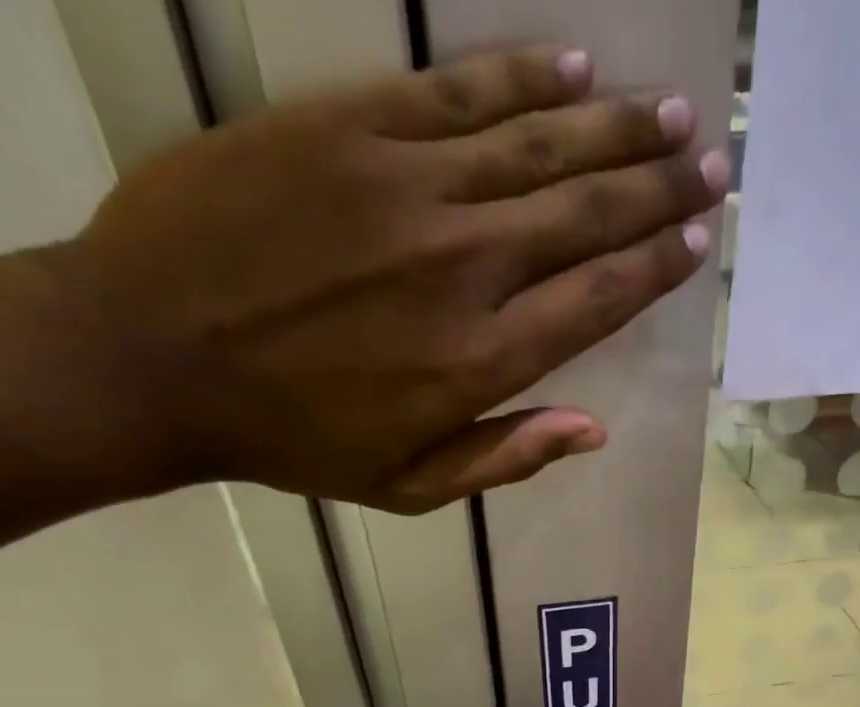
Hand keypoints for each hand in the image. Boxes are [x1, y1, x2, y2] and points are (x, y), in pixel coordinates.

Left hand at [55, 45, 724, 510]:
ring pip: (538, 146)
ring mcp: (408, 187)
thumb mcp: (409, 487)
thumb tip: (594, 430)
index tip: (697, 241)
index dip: (654, 267)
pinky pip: (456, 93)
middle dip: (657, 188)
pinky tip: (573, 65)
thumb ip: (506, 458)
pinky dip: (522, 77)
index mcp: (480, 361)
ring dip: (613, 127)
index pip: (596, 299)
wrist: (150, 356)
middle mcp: (464, 266)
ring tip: (669, 115)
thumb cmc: (294, 441)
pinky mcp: (349, 127)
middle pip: (585, 215)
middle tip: (709, 163)